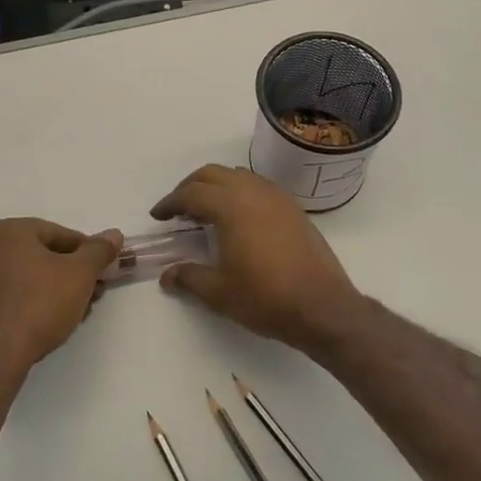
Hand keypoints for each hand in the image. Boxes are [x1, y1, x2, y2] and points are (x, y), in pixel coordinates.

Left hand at [0, 219, 122, 372]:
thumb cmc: (41, 302)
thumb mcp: (80, 273)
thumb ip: (99, 251)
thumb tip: (114, 235)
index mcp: (10, 230)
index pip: (60, 234)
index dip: (87, 253)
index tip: (102, 273)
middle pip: (43, 255)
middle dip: (72, 274)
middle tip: (93, 294)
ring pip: (29, 277)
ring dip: (56, 290)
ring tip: (78, 312)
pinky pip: (13, 296)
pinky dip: (34, 303)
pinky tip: (52, 323)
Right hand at [151, 165, 366, 353]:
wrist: (322, 306)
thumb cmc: (265, 297)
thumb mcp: (219, 291)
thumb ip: (189, 277)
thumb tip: (167, 275)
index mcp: (230, 205)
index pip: (191, 193)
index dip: (170, 203)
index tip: (158, 215)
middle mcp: (253, 191)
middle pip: (213, 174)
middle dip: (190, 186)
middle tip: (178, 208)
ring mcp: (277, 197)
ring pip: (238, 175)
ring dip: (217, 186)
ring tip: (206, 210)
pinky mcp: (293, 209)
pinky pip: (258, 186)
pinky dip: (240, 192)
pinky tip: (238, 218)